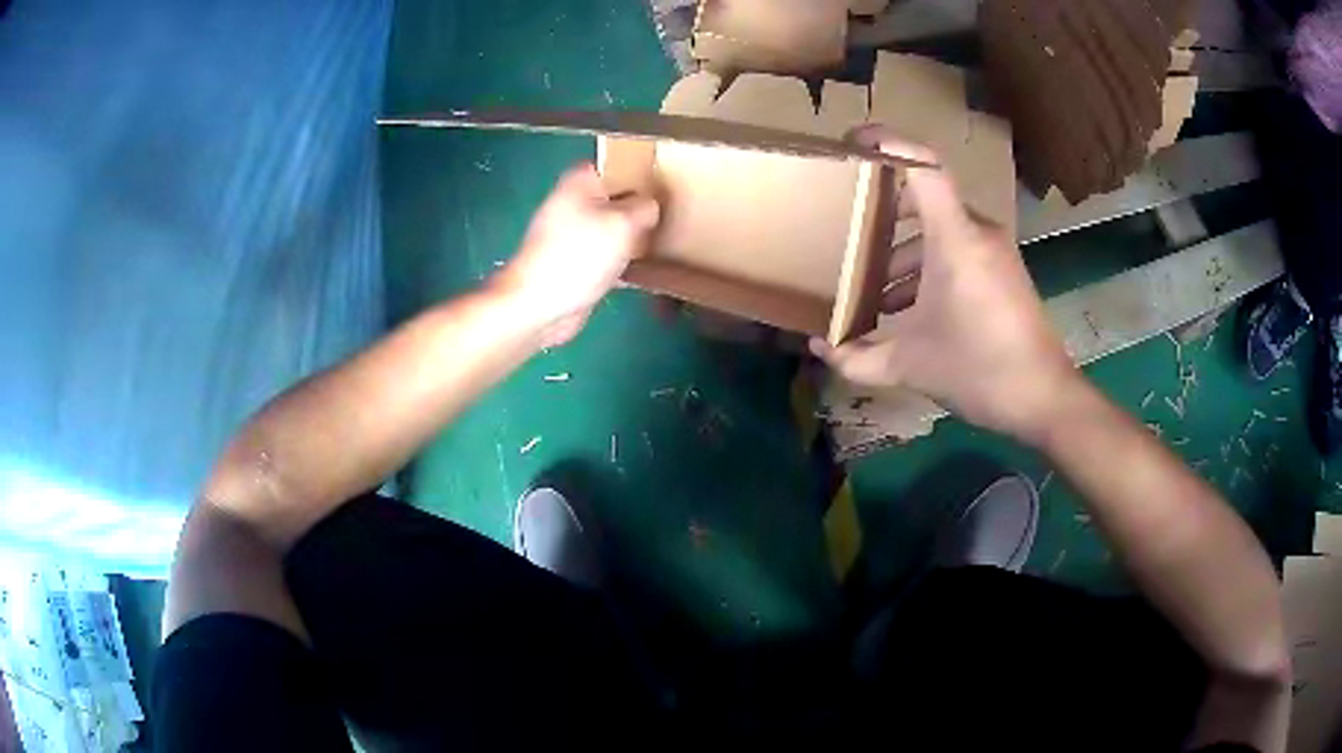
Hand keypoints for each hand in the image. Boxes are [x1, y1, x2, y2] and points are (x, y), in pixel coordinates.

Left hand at [493, 164, 659, 345]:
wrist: (540, 305)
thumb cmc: (579, 255)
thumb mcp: (624, 222)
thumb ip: (644, 207)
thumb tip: (649, 207)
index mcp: (579, 182)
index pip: (612, 163)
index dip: (637, 170)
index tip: (661, 183)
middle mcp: (572, 204)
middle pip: (614, 197)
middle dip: (637, 206)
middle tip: (665, 215)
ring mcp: (571, 235)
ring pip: (611, 227)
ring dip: (631, 236)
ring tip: (658, 241)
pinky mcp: (574, 264)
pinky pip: (605, 255)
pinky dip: (620, 261)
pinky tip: (640, 270)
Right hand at [810, 129, 1083, 442]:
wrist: (1044, 398)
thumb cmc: (980, 371)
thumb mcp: (911, 366)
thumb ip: (858, 358)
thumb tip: (818, 349)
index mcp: (956, 239)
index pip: (923, 167)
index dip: (887, 142)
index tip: (852, 142)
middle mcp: (978, 233)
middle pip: (924, 198)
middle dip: (882, 212)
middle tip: (846, 228)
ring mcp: (994, 252)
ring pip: (939, 231)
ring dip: (903, 252)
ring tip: (871, 288)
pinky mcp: (1003, 272)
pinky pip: (958, 250)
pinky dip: (928, 267)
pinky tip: (907, 307)